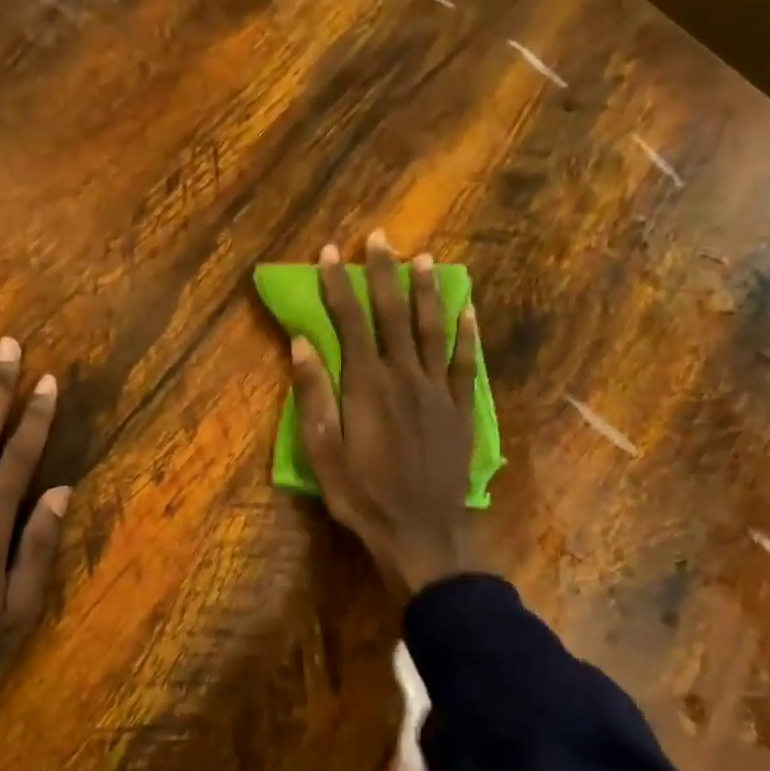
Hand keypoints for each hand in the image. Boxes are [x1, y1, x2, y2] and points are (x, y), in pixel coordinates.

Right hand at [290, 230, 487, 595]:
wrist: (422, 532)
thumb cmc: (362, 495)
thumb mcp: (322, 451)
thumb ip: (313, 395)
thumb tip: (302, 342)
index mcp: (366, 385)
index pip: (349, 322)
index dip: (338, 285)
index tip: (330, 253)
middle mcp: (404, 376)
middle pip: (392, 314)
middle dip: (383, 274)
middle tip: (379, 238)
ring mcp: (437, 390)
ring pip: (432, 329)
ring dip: (425, 291)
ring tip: (422, 258)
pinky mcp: (460, 408)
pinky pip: (465, 362)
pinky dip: (466, 333)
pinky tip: (466, 308)